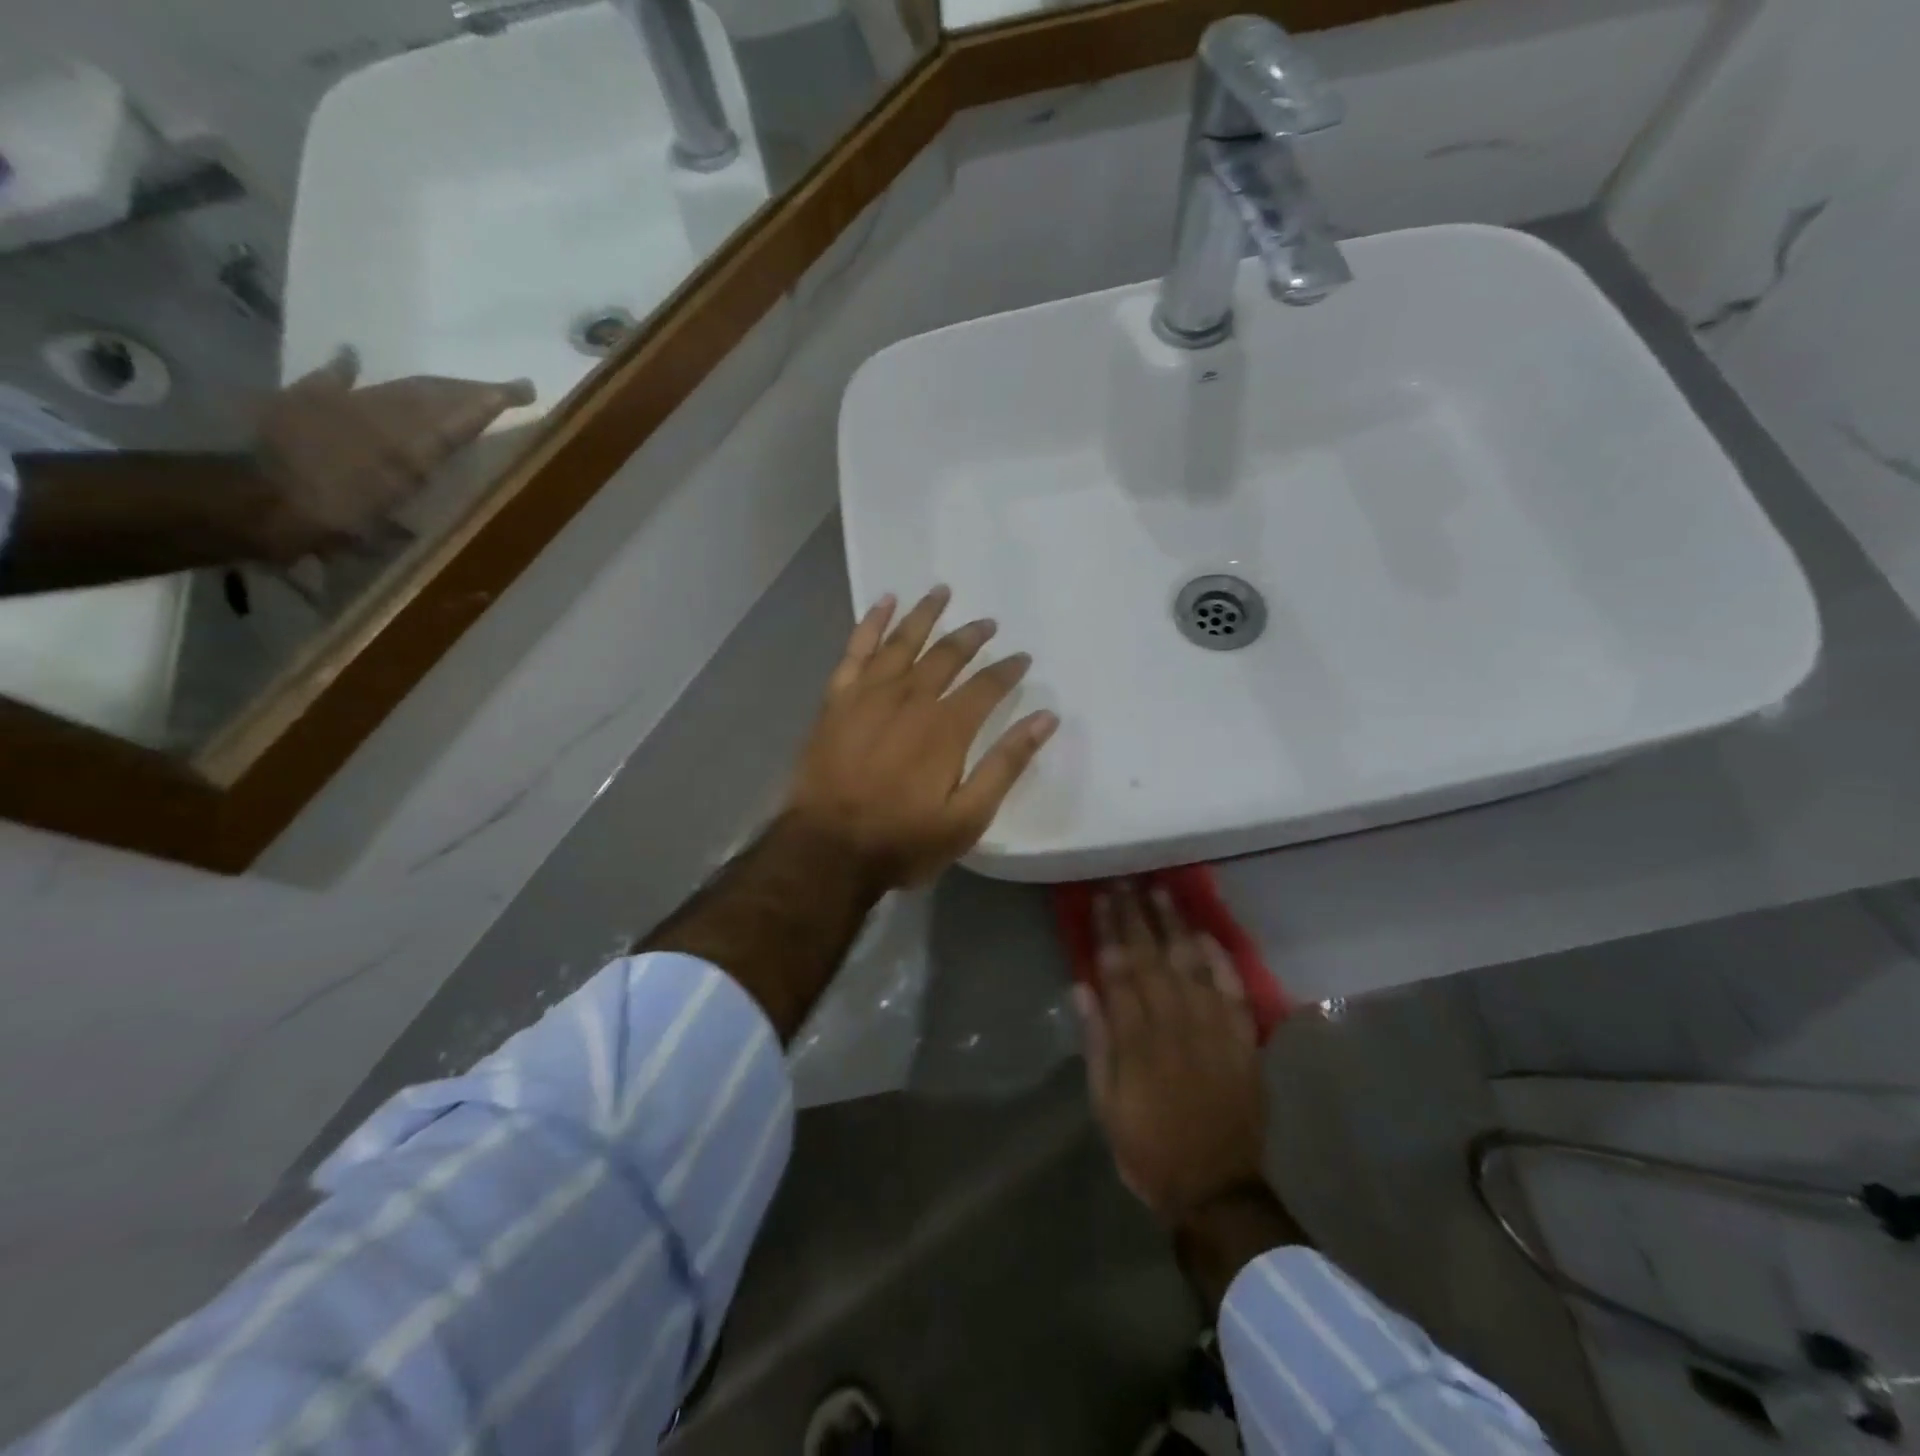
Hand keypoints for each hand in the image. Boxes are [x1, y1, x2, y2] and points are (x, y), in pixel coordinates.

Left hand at [248, 348, 535, 560]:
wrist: (252, 500)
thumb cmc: (328, 523)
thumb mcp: (382, 529)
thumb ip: (409, 509)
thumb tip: (424, 519)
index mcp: (410, 450)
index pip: (460, 418)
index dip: (491, 402)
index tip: (524, 391)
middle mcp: (385, 419)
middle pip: (434, 394)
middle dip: (471, 390)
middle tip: (503, 388)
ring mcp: (346, 406)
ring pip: (400, 388)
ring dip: (433, 386)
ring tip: (455, 387)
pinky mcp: (306, 400)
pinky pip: (335, 379)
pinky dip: (347, 369)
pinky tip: (354, 356)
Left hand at [784, 586, 1059, 888]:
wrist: (827, 849)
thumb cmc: (903, 840)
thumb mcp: (968, 817)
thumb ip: (1006, 764)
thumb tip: (1046, 718)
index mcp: (947, 727)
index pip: (987, 686)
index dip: (1008, 670)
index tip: (1022, 658)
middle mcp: (911, 698)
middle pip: (947, 655)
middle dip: (971, 636)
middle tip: (988, 623)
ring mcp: (870, 694)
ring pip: (903, 641)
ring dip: (925, 615)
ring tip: (942, 591)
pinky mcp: (838, 699)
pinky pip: (857, 650)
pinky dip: (871, 622)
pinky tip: (884, 602)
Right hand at [1077, 882, 1267, 1226]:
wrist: (1215, 1189)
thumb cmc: (1148, 1146)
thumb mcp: (1105, 1103)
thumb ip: (1096, 1043)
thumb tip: (1082, 988)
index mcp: (1137, 1040)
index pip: (1119, 971)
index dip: (1108, 932)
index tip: (1099, 899)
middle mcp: (1175, 1025)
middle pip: (1152, 959)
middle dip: (1136, 916)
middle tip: (1125, 882)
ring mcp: (1212, 1030)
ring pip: (1191, 965)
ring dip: (1175, 926)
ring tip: (1161, 892)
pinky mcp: (1242, 1041)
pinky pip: (1232, 991)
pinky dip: (1220, 961)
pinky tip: (1206, 935)